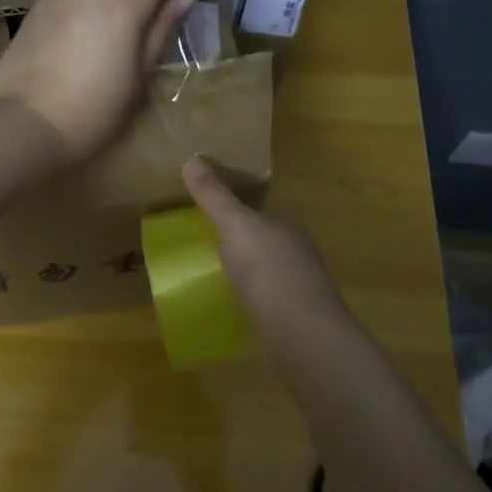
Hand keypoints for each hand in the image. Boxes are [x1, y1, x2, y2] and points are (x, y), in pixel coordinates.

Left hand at [0, 0, 195, 166]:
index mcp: (123, 1)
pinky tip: (66, 59)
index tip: (172, 4)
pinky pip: (69, 6)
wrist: (25, 127)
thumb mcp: (139, 78)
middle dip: (135, 6)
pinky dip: (77, 22)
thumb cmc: (94, 111)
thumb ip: (162, 30)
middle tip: (129, 52)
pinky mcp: (33, 11)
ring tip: (92, 59)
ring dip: (103, 15)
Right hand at [182, 157, 348, 340]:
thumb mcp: (235, 226)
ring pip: (268, 274)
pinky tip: (234, 309)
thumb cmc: (268, 271)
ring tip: (215, 280)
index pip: (259, 214)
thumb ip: (214, 197)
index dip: (236, 214)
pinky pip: (268, 302)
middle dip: (241, 246)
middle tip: (205, 250)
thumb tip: (191, 158)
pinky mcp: (294, 320)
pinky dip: (252, 301)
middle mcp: (297, 254)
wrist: (301, 333)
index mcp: (285, 228)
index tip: (209, 219)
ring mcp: (299, 289)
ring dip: (247, 275)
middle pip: (263, 243)